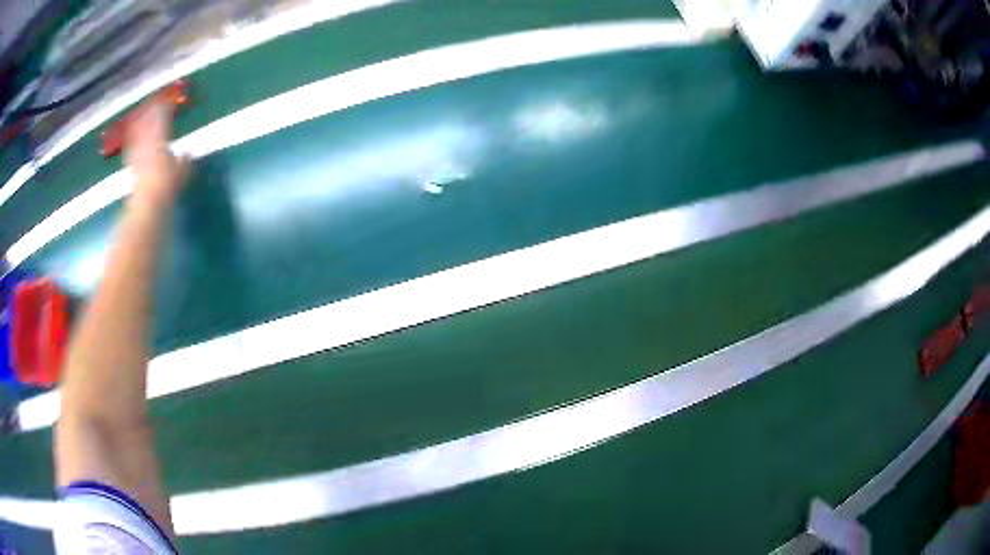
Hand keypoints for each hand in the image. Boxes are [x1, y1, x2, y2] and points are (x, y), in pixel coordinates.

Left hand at [124, 98, 189, 206]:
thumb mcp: (181, 172)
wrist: (147, 204)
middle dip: (151, 110)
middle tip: (154, 101)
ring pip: (138, 130)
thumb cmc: (166, 186)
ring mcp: (137, 152)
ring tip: (142, 113)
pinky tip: (132, 135)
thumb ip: (184, 160)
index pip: (162, 116)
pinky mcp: (131, 164)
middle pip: (148, 120)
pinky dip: (132, 137)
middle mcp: (147, 141)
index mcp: (160, 138)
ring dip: (140, 121)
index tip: (169, 98)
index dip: (166, 105)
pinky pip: (131, 145)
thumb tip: (188, 152)